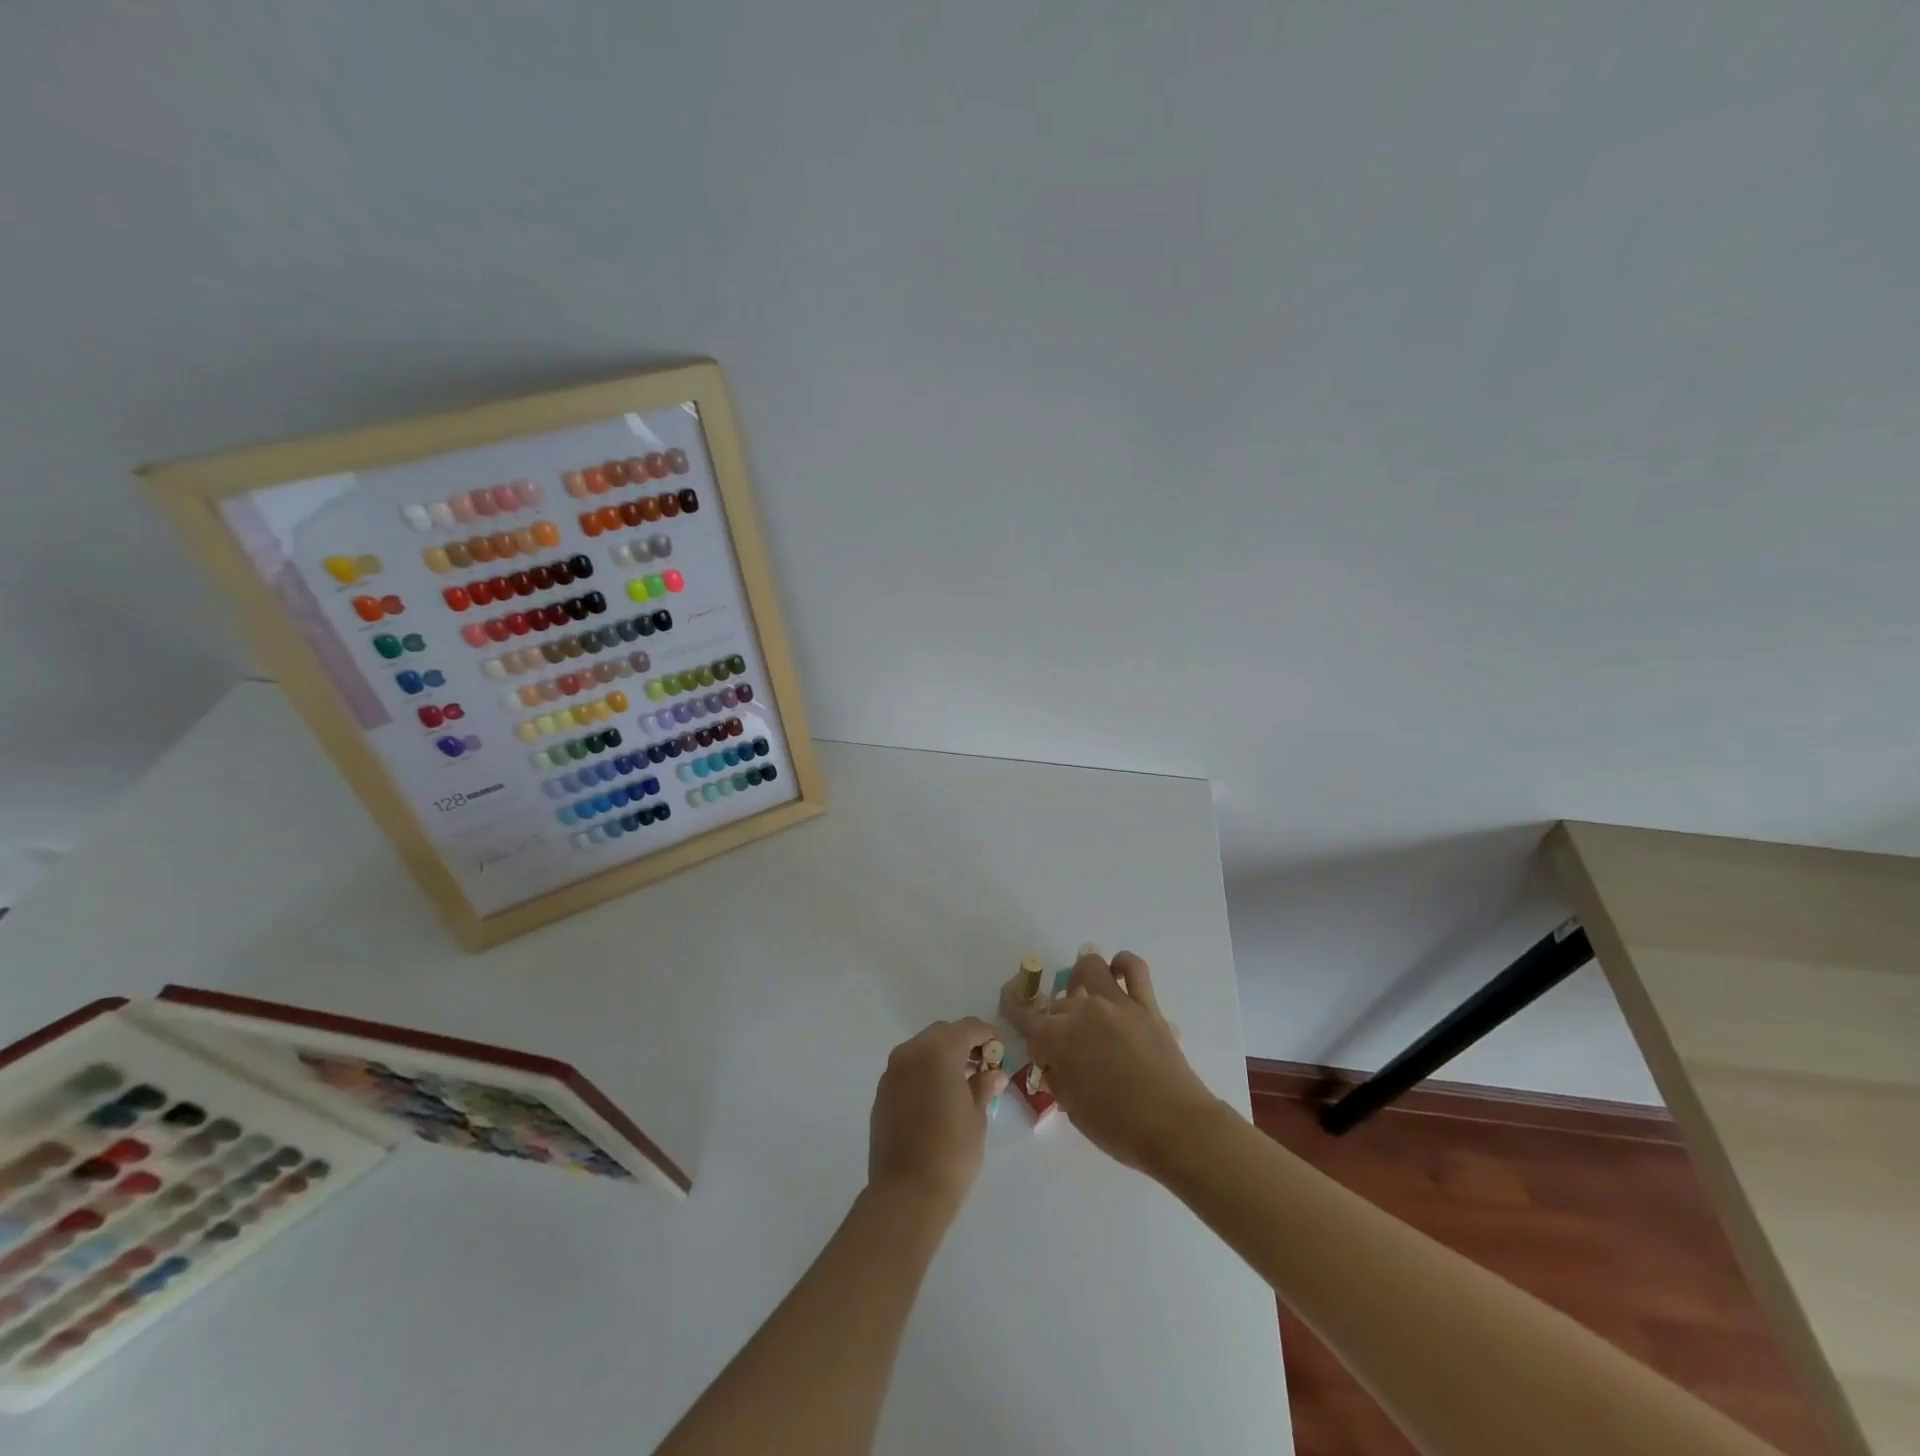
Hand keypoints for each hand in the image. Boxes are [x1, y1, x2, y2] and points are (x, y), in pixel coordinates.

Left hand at [868, 1018, 1004, 1213]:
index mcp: (939, 1051)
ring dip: (941, 1057)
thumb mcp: (977, 1117)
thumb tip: (993, 1074)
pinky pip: (907, 1069)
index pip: (968, 1028)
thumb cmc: (951, 1151)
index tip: (1000, 1051)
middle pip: (942, 1033)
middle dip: (963, 1043)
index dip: (987, 1035)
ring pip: (922, 1049)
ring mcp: (892, 1072)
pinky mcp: (882, 1093)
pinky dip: (924, 1072)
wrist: (906, 1192)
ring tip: (960, 1083)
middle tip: (981, 1066)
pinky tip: (936, 1098)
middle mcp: (911, 1052)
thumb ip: (983, 1087)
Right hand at [1022, 950, 1220, 1174]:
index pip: (1023, 1016)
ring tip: (1085, 995)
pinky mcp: (1146, 1004)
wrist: (1174, 1127)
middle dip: (1054, 1020)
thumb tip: (1054, 1059)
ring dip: (1081, 978)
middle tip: (1066, 1047)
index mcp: (1056, 1037)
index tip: (1022, 1025)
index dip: (1016, 1016)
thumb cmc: (1117, 1128)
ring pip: (1090, 967)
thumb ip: (1057, 1075)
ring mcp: (1116, 1003)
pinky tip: (1117, 974)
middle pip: (1057, 1002)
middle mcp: (1082, 1011)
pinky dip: (1122, 964)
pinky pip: (1133, 968)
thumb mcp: (1073, 1108)